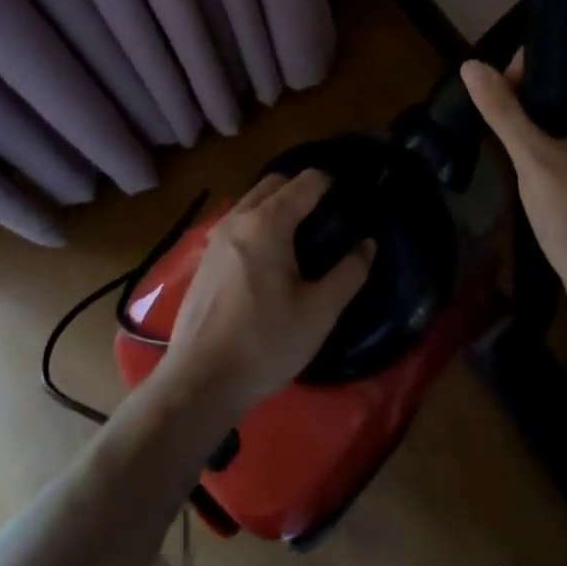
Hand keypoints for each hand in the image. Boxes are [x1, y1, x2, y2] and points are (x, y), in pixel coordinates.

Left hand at [155, 170, 373, 421]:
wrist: (199, 382)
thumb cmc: (265, 343)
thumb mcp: (319, 312)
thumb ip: (349, 273)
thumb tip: (368, 243)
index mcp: (268, 223)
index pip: (305, 183)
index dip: (330, 183)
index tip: (350, 196)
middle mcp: (238, 219)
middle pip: (274, 184)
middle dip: (301, 189)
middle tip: (327, 216)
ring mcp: (215, 238)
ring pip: (251, 202)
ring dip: (277, 206)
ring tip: (301, 237)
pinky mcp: (204, 259)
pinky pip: (237, 224)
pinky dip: (258, 225)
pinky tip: (270, 260)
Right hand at [460, 50, 566, 322]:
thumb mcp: (535, 162)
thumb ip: (503, 110)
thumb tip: (470, 64)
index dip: (542, 51)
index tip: (505, 77)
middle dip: (536, 79)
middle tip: (499, 102)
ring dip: (542, 104)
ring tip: (506, 120)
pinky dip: (554, 125)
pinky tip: (526, 142)